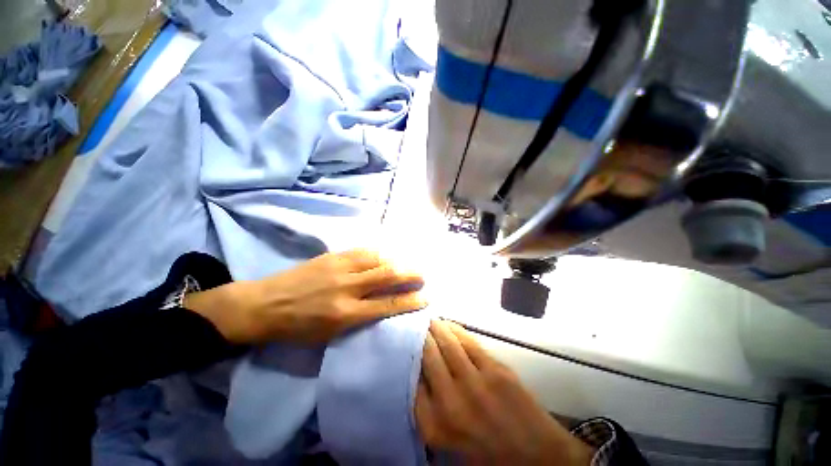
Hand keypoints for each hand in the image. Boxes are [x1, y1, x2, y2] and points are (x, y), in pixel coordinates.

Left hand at [184, 249, 426, 343]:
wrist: (264, 304)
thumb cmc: (297, 328)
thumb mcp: (329, 334)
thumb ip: (360, 318)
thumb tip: (384, 306)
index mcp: (346, 314)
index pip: (388, 305)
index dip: (410, 301)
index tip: (426, 297)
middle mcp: (347, 288)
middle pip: (388, 276)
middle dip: (410, 274)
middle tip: (423, 275)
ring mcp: (340, 267)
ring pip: (378, 259)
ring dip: (397, 261)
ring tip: (407, 264)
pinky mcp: (333, 255)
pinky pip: (363, 251)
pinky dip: (379, 253)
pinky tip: (386, 255)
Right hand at [416, 320, 593, 464]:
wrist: (537, 458)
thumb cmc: (488, 451)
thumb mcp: (448, 438)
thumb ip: (430, 407)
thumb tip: (419, 372)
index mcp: (436, 424)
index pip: (412, 380)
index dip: (409, 357)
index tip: (406, 344)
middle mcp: (451, 401)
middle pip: (428, 356)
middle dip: (420, 336)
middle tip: (416, 325)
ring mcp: (475, 383)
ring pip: (448, 343)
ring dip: (437, 328)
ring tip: (430, 320)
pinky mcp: (495, 370)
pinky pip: (469, 342)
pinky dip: (456, 330)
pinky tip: (450, 325)